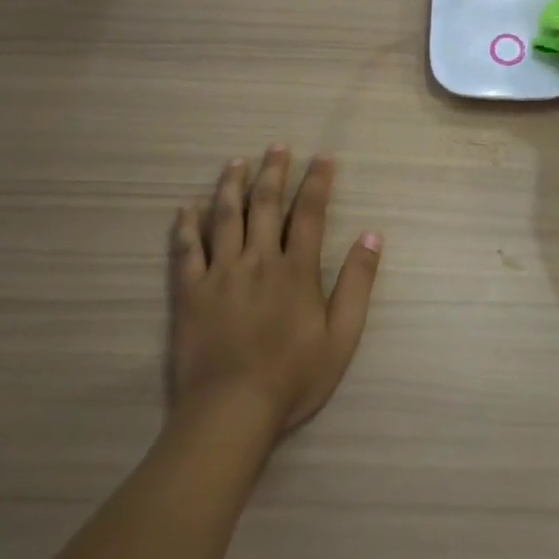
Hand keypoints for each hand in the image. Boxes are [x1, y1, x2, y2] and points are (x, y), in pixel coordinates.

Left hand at [167, 147, 381, 436]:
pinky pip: (186, 250)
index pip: (310, 213)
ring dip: (231, 186)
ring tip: (236, 162)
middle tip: (278, 146)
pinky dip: (186, 225)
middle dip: (274, 171)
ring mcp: (220, 274)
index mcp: (297, 269)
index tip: (323, 158)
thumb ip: (358, 283)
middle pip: (265, 205)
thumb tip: (372, 236)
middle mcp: (259, 260)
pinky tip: (186, 206)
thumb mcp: (342, 335)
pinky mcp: (190, 293)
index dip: (317, 182)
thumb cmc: (294, 377)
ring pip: (224, 218)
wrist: (231, 411)